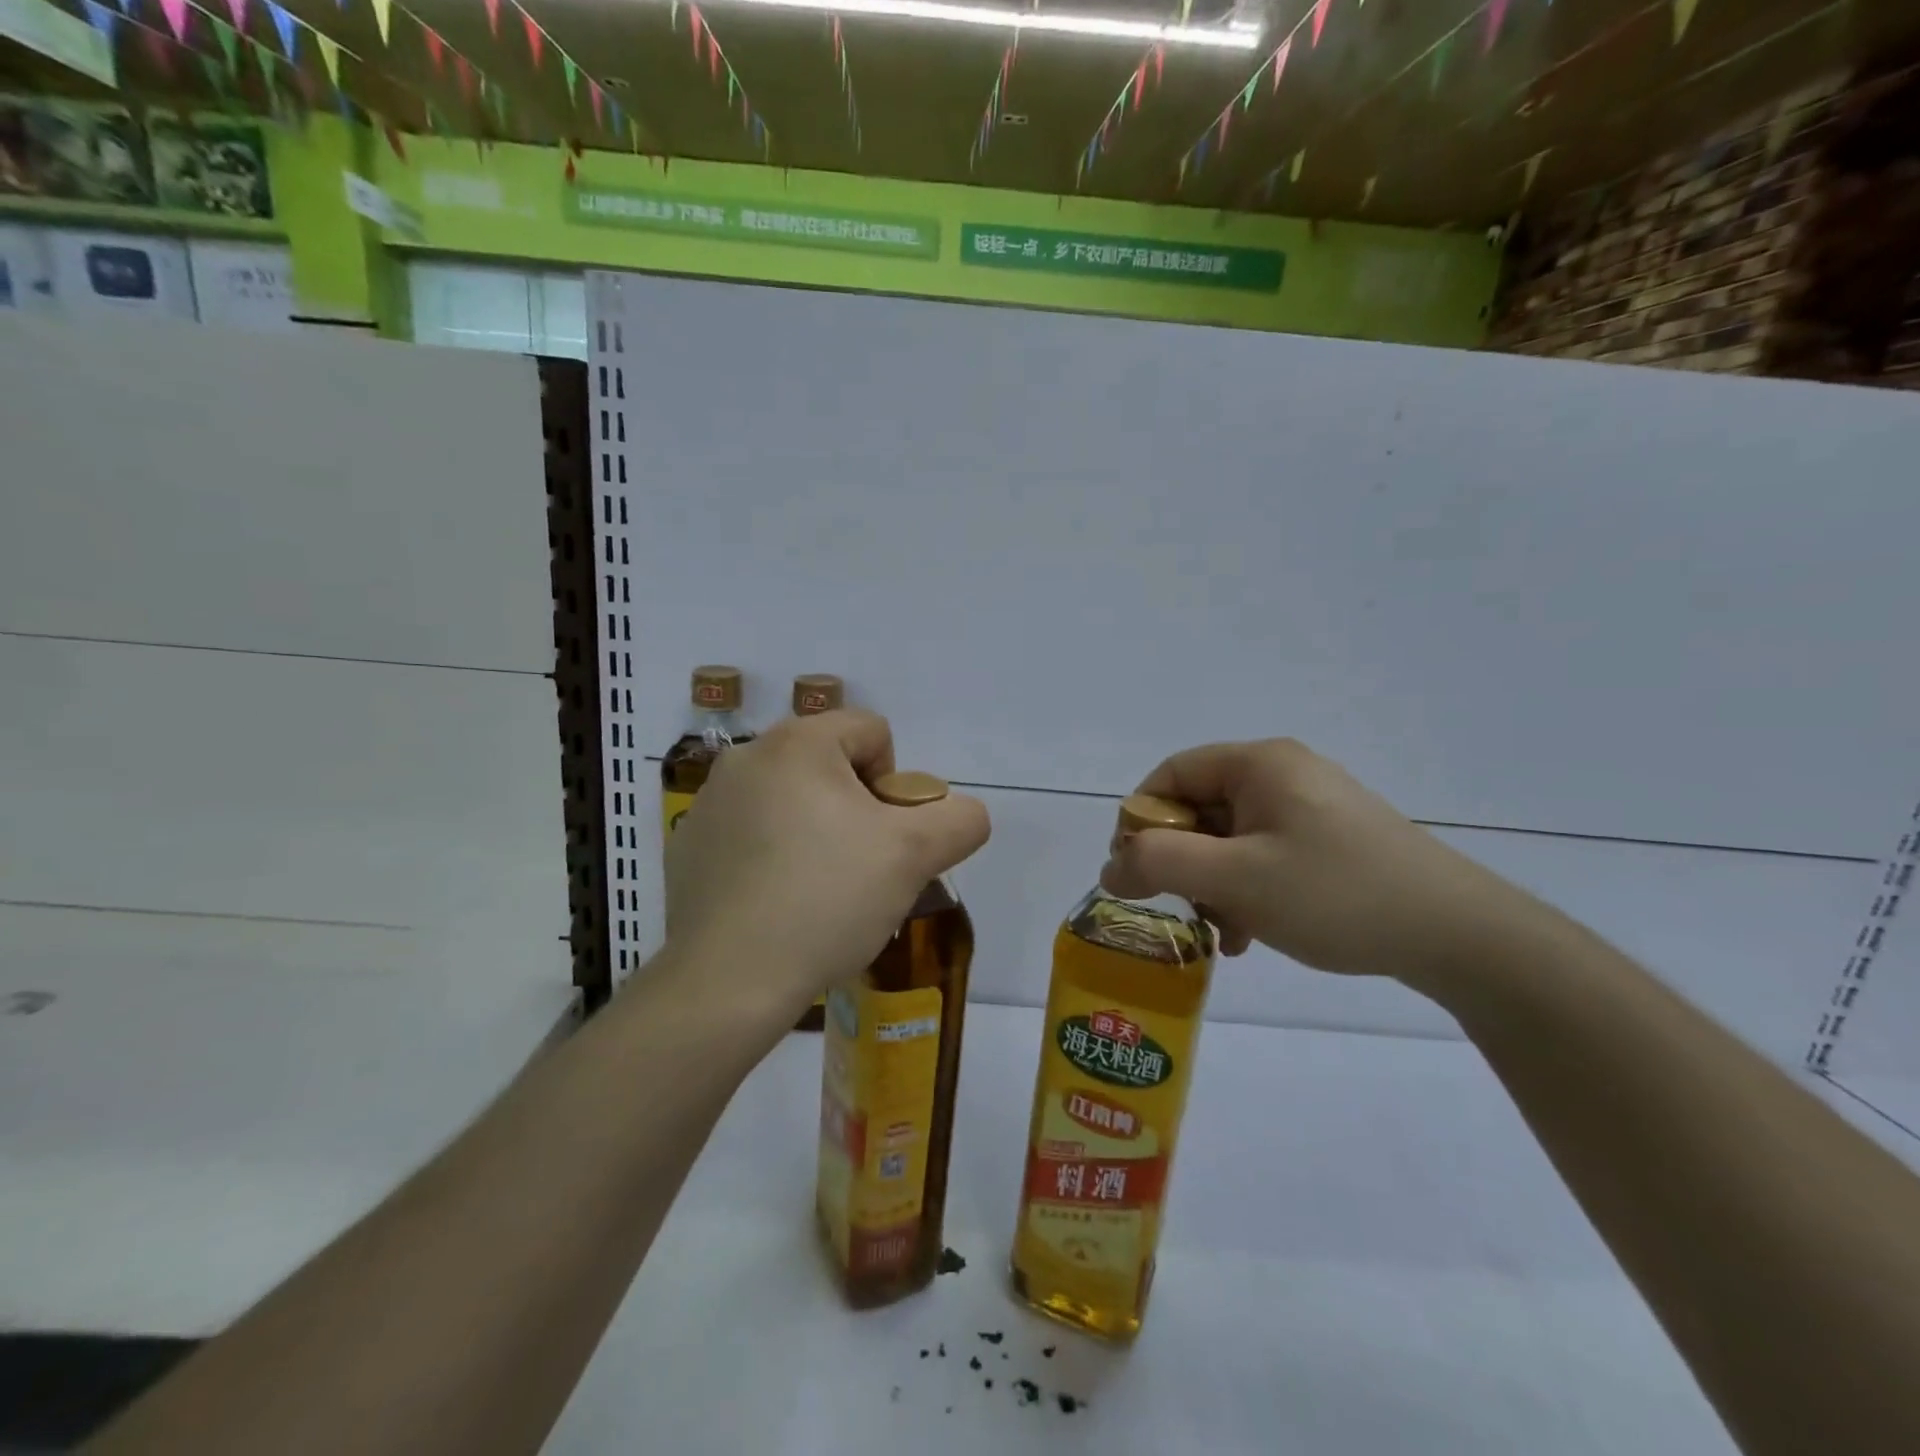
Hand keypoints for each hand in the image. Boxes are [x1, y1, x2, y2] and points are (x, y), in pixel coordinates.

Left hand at [664, 710, 990, 1011]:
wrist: (726, 981)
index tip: (883, 839)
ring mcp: (709, 802)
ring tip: (818, 893)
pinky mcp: (689, 846)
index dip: (895, 784)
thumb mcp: (913, 855)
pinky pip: (751, 834)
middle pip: (831, 766)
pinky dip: (773, 857)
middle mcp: (745, 758)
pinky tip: (776, 905)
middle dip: (856, 811)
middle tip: (859, 869)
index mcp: (797, 743)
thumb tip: (964, 815)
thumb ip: (959, 821)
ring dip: (816, 832)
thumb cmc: (825, 900)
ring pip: (791, 801)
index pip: (872, 732)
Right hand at [1100, 738, 1540, 982]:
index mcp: (1259, 763)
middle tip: (1181, 908)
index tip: (1134, 871)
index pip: (1171, 774)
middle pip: (1200, 808)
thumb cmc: (1337, 894)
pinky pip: (1263, 855)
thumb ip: (1160, 865)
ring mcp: (1309, 807)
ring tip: (1223, 931)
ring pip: (1229, 838)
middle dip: (1181, 862)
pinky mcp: (1330, 840)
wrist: (1459, 935)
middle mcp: (1282, 774)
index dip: (1141, 820)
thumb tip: (1109, 867)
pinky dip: (1245, 890)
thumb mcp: (1237, 879)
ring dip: (1212, 884)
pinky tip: (1251, 934)